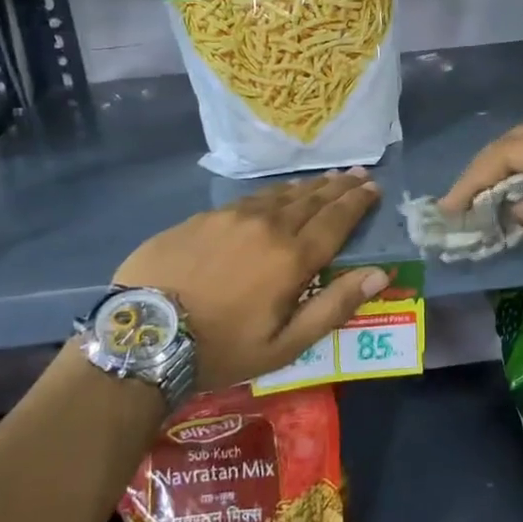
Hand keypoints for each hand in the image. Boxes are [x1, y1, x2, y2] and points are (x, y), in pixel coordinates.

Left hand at [115, 169, 387, 390]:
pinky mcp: (203, 217)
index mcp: (292, 258)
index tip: (374, 187)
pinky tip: (276, 193)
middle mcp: (268, 226)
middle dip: (339, 186)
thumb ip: (334, 307)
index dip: (357, 202)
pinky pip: (249, 199)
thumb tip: (380, 274)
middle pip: (312, 200)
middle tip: (358, 173)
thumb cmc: (220, 348)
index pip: (336, 221)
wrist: (142, 336)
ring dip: (308, 186)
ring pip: (281, 194)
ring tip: (326, 177)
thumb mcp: (284, 345)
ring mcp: (232, 217)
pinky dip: (272, 193)